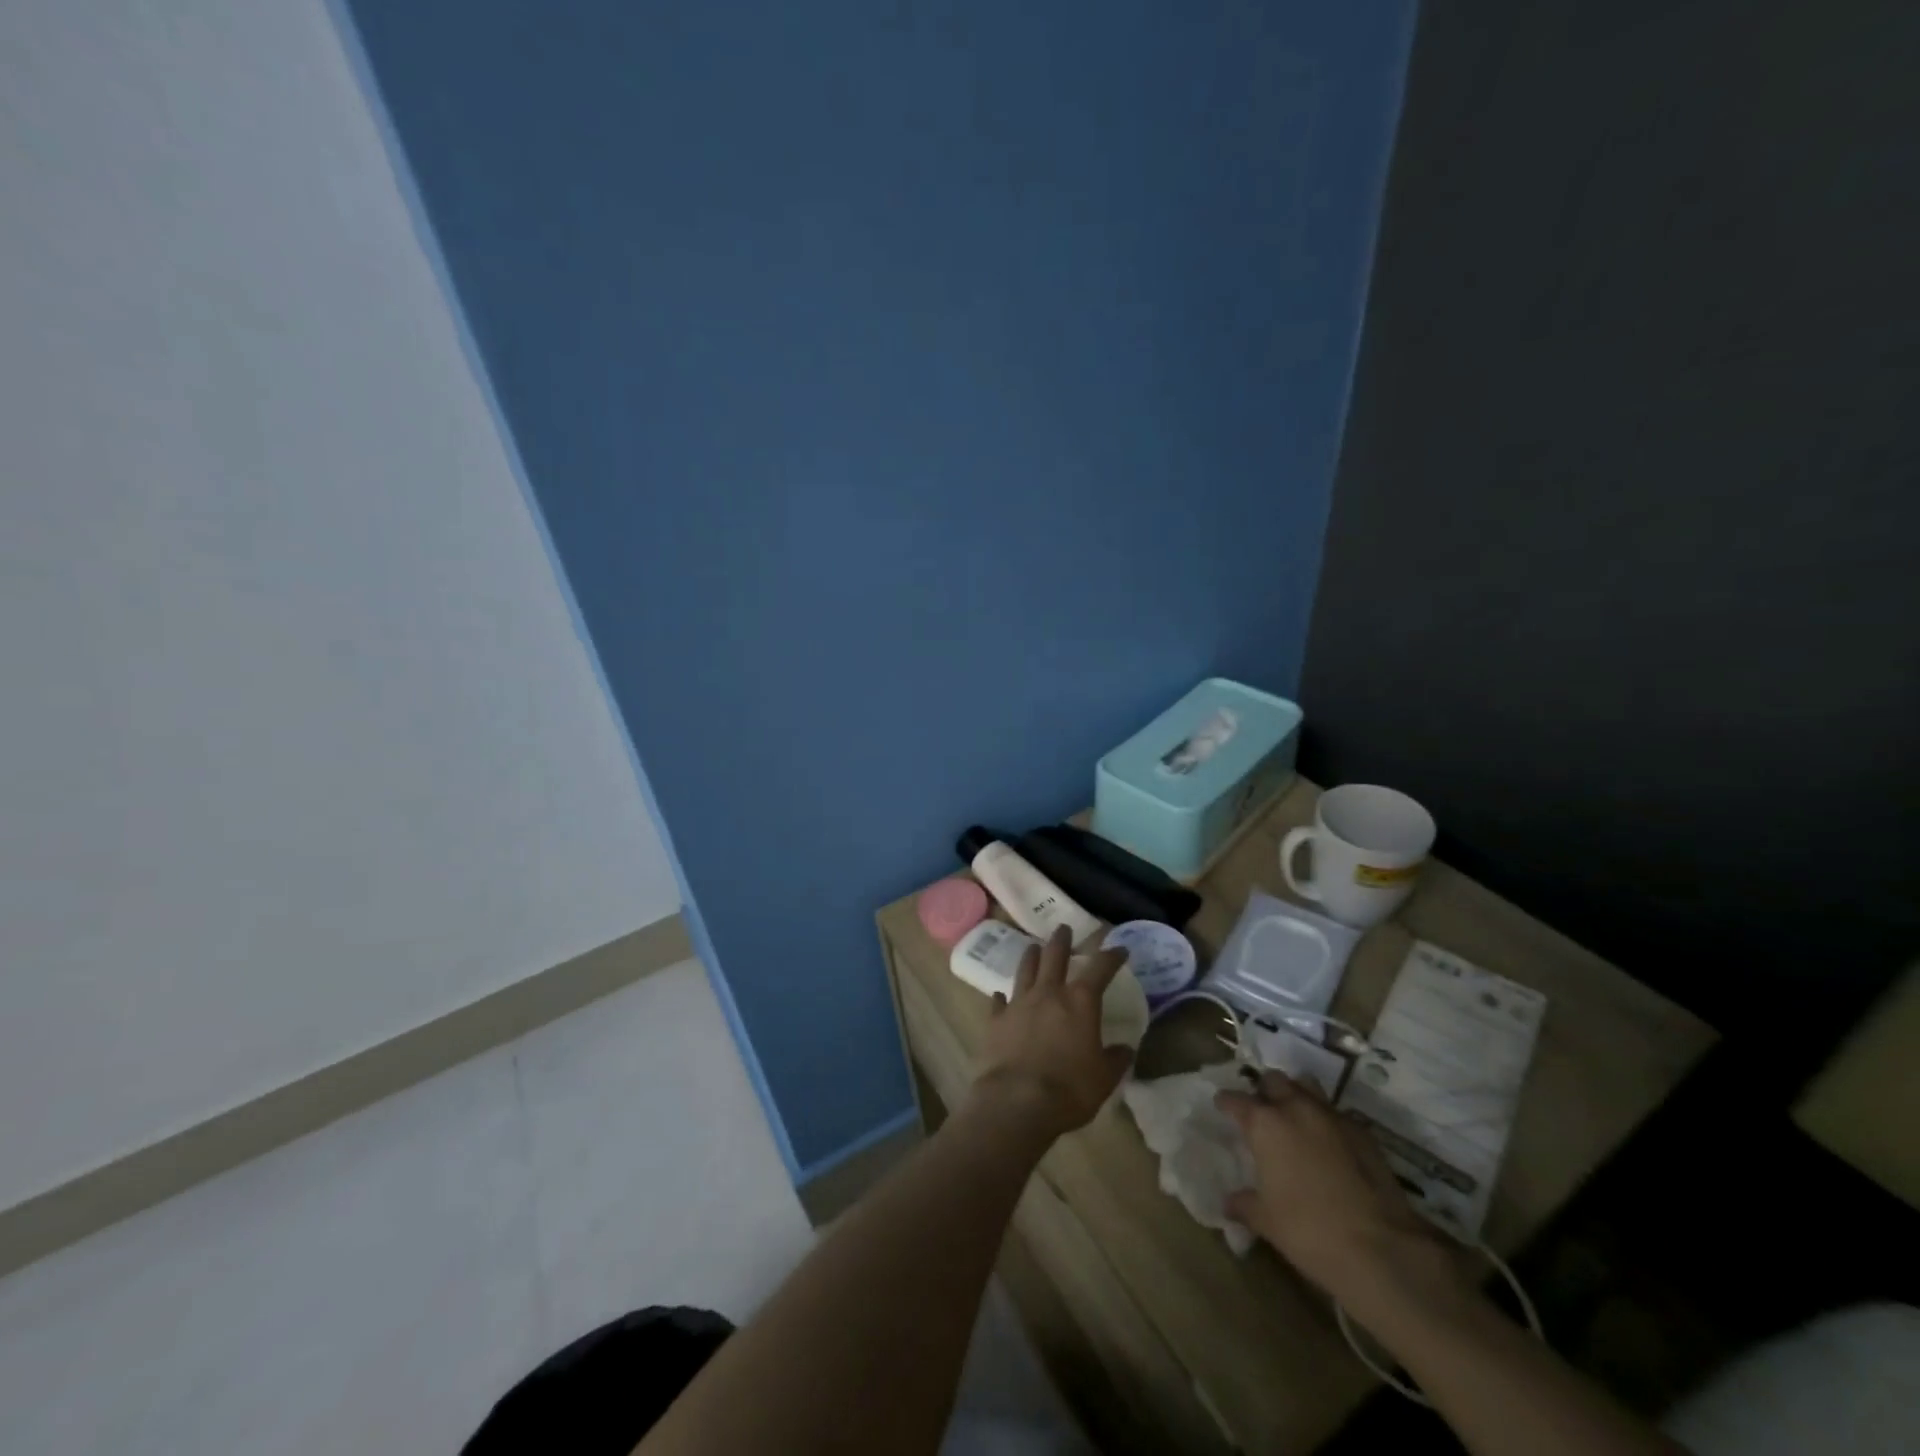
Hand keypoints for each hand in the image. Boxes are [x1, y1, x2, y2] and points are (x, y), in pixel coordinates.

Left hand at [971, 926, 1132, 1139]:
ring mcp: (1019, 1003)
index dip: (1112, 956)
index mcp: (1080, 1002)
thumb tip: (1125, 1049)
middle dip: (1062, 940)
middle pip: (1055, 956)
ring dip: (1031, 956)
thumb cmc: (1069, 1089)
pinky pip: (998, 1002)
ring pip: (1025, 970)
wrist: (1017, 1102)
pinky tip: (1000, 995)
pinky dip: (1002, 997)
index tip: (1119, 948)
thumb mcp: (1104, 1078)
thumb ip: (1115, 1060)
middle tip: (1063, 928)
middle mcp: (1049, 993)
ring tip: (1034, 947)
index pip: (1100, 968)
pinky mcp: (996, 1020)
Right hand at [1216, 1071, 1463, 1308]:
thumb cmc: (1309, 1231)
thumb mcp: (1266, 1221)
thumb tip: (1228, 1202)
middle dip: (1265, 1090)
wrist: (1382, 1248)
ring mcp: (1332, 1117)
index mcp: (1265, 1123)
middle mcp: (1296, 1108)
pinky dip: (1326, 1121)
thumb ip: (1244, 1204)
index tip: (1222, 1106)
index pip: (1236, 1099)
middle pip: (1274, 1080)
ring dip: (1297, 1095)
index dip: (1226, 1102)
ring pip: (1307, 1086)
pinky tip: (1328, 1144)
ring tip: (1294, 1116)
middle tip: (1262, 1110)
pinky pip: (1336, 1114)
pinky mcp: (1363, 1132)